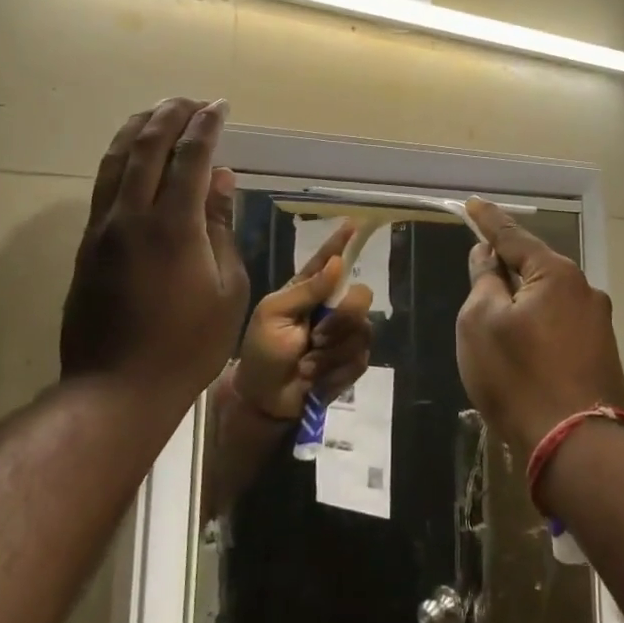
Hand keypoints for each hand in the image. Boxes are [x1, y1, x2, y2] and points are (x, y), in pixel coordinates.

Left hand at [60, 98, 249, 400]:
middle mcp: (131, 216)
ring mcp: (102, 229)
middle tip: (191, 101)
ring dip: (139, 129)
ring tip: (158, 112)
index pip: (190, 157)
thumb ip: (221, 228)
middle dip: (170, 115)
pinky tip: (133, 155)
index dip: (206, 126)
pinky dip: (121, 157)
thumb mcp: (227, 288)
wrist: (117, 388)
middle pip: (147, 147)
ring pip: (116, 160)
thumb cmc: (189, 344)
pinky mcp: (87, 246)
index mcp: (173, 226)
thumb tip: (221, 181)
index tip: (220, 107)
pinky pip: (103, 184)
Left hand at [234, 220, 375, 420]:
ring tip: (307, 363)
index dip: (343, 242)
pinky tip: (316, 377)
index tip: (356, 223)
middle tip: (316, 337)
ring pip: (362, 330)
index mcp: (308, 290)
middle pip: (361, 296)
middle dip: (342, 319)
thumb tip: (338, 263)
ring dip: (332, 351)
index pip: (329, 260)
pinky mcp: (351, 362)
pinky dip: (335, 370)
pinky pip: (360, 358)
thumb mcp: (273, 315)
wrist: (263, 399)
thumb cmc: (261, 352)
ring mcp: (343, 335)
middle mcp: (331, 308)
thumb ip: (306, 290)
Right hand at [455, 198, 623, 462]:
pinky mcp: (603, 354)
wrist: (575, 446)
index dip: (488, 220)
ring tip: (498, 326)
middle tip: (479, 274)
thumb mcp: (480, 323)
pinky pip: (562, 325)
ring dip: (523, 302)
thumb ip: (484, 281)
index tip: (472, 204)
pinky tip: (525, 352)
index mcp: (556, 274)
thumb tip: (489, 257)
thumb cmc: (518, 377)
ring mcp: (599, 323)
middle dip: (506, 268)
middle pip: (535, 268)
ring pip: (549, 299)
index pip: (513, 236)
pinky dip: (539, 327)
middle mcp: (585, 290)